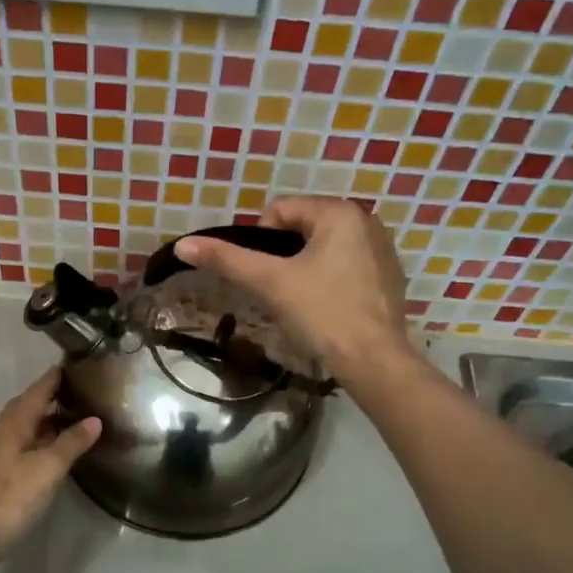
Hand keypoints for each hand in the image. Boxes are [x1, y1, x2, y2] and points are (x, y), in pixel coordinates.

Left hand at [0, 367, 100, 569]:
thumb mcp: (47, 467)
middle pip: (30, 407)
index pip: (38, 390)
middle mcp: (4, 433)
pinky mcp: (0, 477)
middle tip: (83, 390)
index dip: (56, 376)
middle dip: (53, 396)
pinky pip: (26, 448)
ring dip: (49, 420)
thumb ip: (71, 442)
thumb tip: (94, 419)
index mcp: (14, 423)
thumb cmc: (9, 496)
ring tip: (77, 417)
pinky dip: (44, 442)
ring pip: (27, 428)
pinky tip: (57, 452)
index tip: (77, 362)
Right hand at [174, 195, 414, 386]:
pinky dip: (330, 280)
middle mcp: (366, 220)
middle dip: (284, 256)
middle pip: (302, 227)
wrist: (374, 361)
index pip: (279, 210)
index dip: (260, 241)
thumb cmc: (322, 314)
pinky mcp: (389, 277)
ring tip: (302, 302)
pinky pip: (346, 266)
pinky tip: (328, 308)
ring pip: (324, 248)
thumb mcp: (270, 283)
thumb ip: (227, 260)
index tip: (266, 276)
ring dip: (305, 268)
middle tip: (280, 291)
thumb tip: (183, 244)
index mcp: (340, 212)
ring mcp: (382, 249)